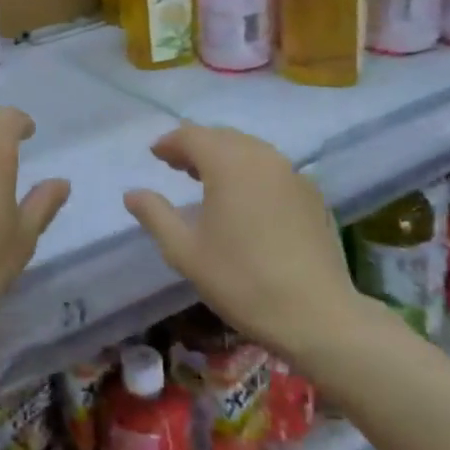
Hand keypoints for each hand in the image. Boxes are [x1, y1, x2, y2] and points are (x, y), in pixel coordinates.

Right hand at [123, 124, 357, 361]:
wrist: (316, 314)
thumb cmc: (241, 280)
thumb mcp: (185, 251)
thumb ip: (155, 215)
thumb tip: (132, 193)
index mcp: (229, 163)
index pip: (192, 136)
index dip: (170, 142)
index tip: (155, 155)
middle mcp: (262, 157)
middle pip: (223, 137)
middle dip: (197, 146)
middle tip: (177, 166)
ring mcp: (293, 173)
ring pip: (251, 150)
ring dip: (225, 157)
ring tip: (207, 180)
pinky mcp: (312, 194)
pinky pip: (273, 169)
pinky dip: (251, 172)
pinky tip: (246, 200)